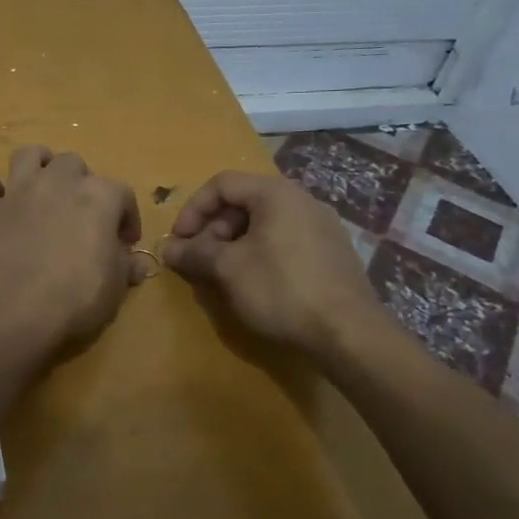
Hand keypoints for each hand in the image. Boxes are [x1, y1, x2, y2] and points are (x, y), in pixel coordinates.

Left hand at [0, 146, 144, 357]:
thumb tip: (135, 262)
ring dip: (38, 166)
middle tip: (81, 214)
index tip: (125, 242)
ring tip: (43, 188)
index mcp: (99, 196)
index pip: (122, 193)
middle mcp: (58, 182)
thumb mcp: (115, 288)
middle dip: (80, 183)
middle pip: (73, 164)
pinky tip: (0, 204)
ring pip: (28, 155)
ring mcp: (19, 191)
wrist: (14, 309)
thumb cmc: (76, 298)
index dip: (127, 217)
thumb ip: (125, 266)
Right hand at [161, 170, 387, 358]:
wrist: (349, 335)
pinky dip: (259, 253)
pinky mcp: (332, 254)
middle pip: (244, 202)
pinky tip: (254, 284)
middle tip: (199, 259)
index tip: (179, 240)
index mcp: (276, 194)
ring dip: (233, 243)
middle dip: (213, 228)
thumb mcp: (227, 269)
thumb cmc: (281, 290)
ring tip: (222, 274)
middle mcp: (302, 201)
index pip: (222, 183)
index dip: (193, 209)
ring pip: (264, 223)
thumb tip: (168, 248)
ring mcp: (322, 227)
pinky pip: (284, 241)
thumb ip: (194, 252)